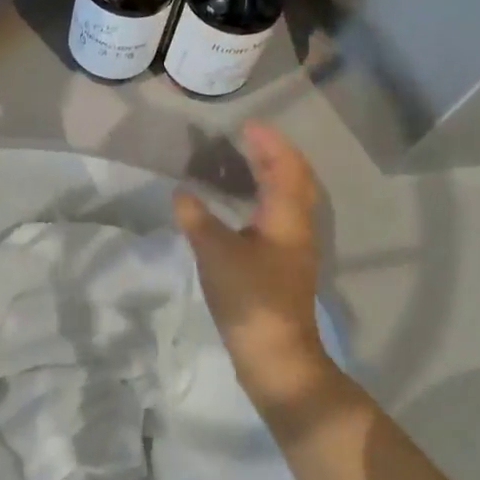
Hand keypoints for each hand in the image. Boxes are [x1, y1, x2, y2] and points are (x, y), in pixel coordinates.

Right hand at [174, 121, 336, 418]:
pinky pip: (279, 215)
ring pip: (289, 198)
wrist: (275, 356)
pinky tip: (241, 205)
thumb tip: (181, 194)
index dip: (270, 142)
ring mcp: (294, 248)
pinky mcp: (284, 265)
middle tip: (246, 138)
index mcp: (287, 217)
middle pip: (294, 179)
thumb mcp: (216, 254)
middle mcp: (298, 227)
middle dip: (273, 154)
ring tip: (243, 162)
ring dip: (271, 175)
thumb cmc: (251, 298)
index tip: (247, 124)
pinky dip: (264, 197)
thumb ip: (197, 220)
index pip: (286, 167)